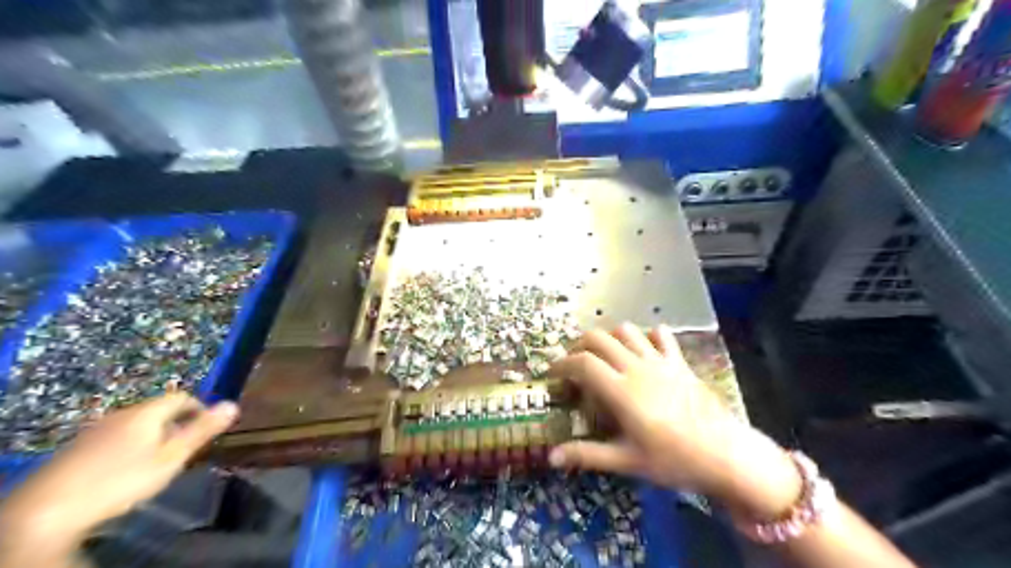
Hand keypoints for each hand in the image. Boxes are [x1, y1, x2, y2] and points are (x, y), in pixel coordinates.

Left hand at [0, 392, 236, 547]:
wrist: (46, 510)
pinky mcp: (77, 448)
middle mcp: (122, 414)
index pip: (182, 396)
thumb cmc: (121, 479)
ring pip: (136, 424)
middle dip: (176, 424)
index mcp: (147, 412)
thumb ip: (202, 430)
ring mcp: (95, 430)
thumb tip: (233, 404)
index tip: (206, 430)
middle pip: (158, 409)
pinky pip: (115, 437)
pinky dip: (129, 446)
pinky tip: (124, 471)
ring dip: (153, 436)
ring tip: (158, 461)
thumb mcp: (171, 457)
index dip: (199, 408)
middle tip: (184, 449)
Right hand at [550, 325, 801, 518]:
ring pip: (627, 331)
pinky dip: (647, 335)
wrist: (726, 455)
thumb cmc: (674, 460)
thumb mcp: (627, 461)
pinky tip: (643, 350)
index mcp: (621, 391)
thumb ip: (588, 454)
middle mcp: (637, 368)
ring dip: (610, 337)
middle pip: (600, 338)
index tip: (552, 372)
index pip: (583, 364)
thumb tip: (551, 457)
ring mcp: (660, 361)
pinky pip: (661, 336)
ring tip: (604, 355)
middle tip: (574, 362)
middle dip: (580, 345)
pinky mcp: (679, 362)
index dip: (562, 364)